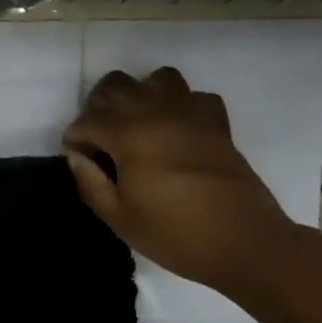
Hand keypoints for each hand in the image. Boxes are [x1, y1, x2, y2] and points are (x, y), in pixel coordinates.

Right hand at [63, 67, 291, 291]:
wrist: (246, 244)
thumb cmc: (177, 234)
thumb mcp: (121, 220)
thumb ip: (91, 184)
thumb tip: (77, 158)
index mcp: (126, 133)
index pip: (85, 122)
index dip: (76, 141)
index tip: (82, 162)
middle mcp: (153, 111)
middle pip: (115, 86)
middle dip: (100, 107)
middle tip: (104, 140)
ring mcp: (188, 112)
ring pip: (157, 78)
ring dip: (144, 95)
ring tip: (142, 123)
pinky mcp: (216, 122)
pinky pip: (197, 97)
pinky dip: (185, 107)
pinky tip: (181, 129)